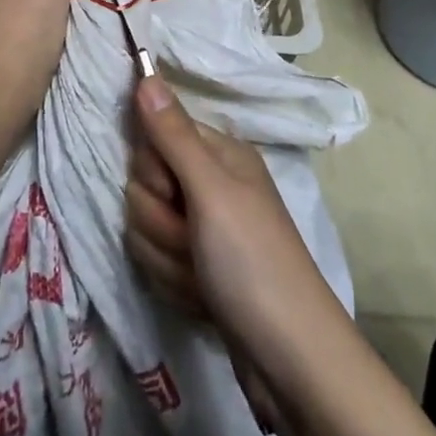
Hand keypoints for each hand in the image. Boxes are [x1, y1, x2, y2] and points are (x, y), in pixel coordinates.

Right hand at [124, 74, 334, 353]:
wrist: (291, 362)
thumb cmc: (253, 263)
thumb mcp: (211, 193)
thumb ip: (173, 135)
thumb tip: (145, 72)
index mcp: (218, 154)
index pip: (153, 138)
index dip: (154, 171)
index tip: (176, 195)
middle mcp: (210, 184)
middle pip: (144, 184)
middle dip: (159, 220)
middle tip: (193, 241)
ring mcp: (204, 229)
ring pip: (146, 226)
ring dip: (166, 257)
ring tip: (201, 277)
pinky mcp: (198, 268)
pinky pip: (158, 260)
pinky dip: (174, 282)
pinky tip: (200, 297)